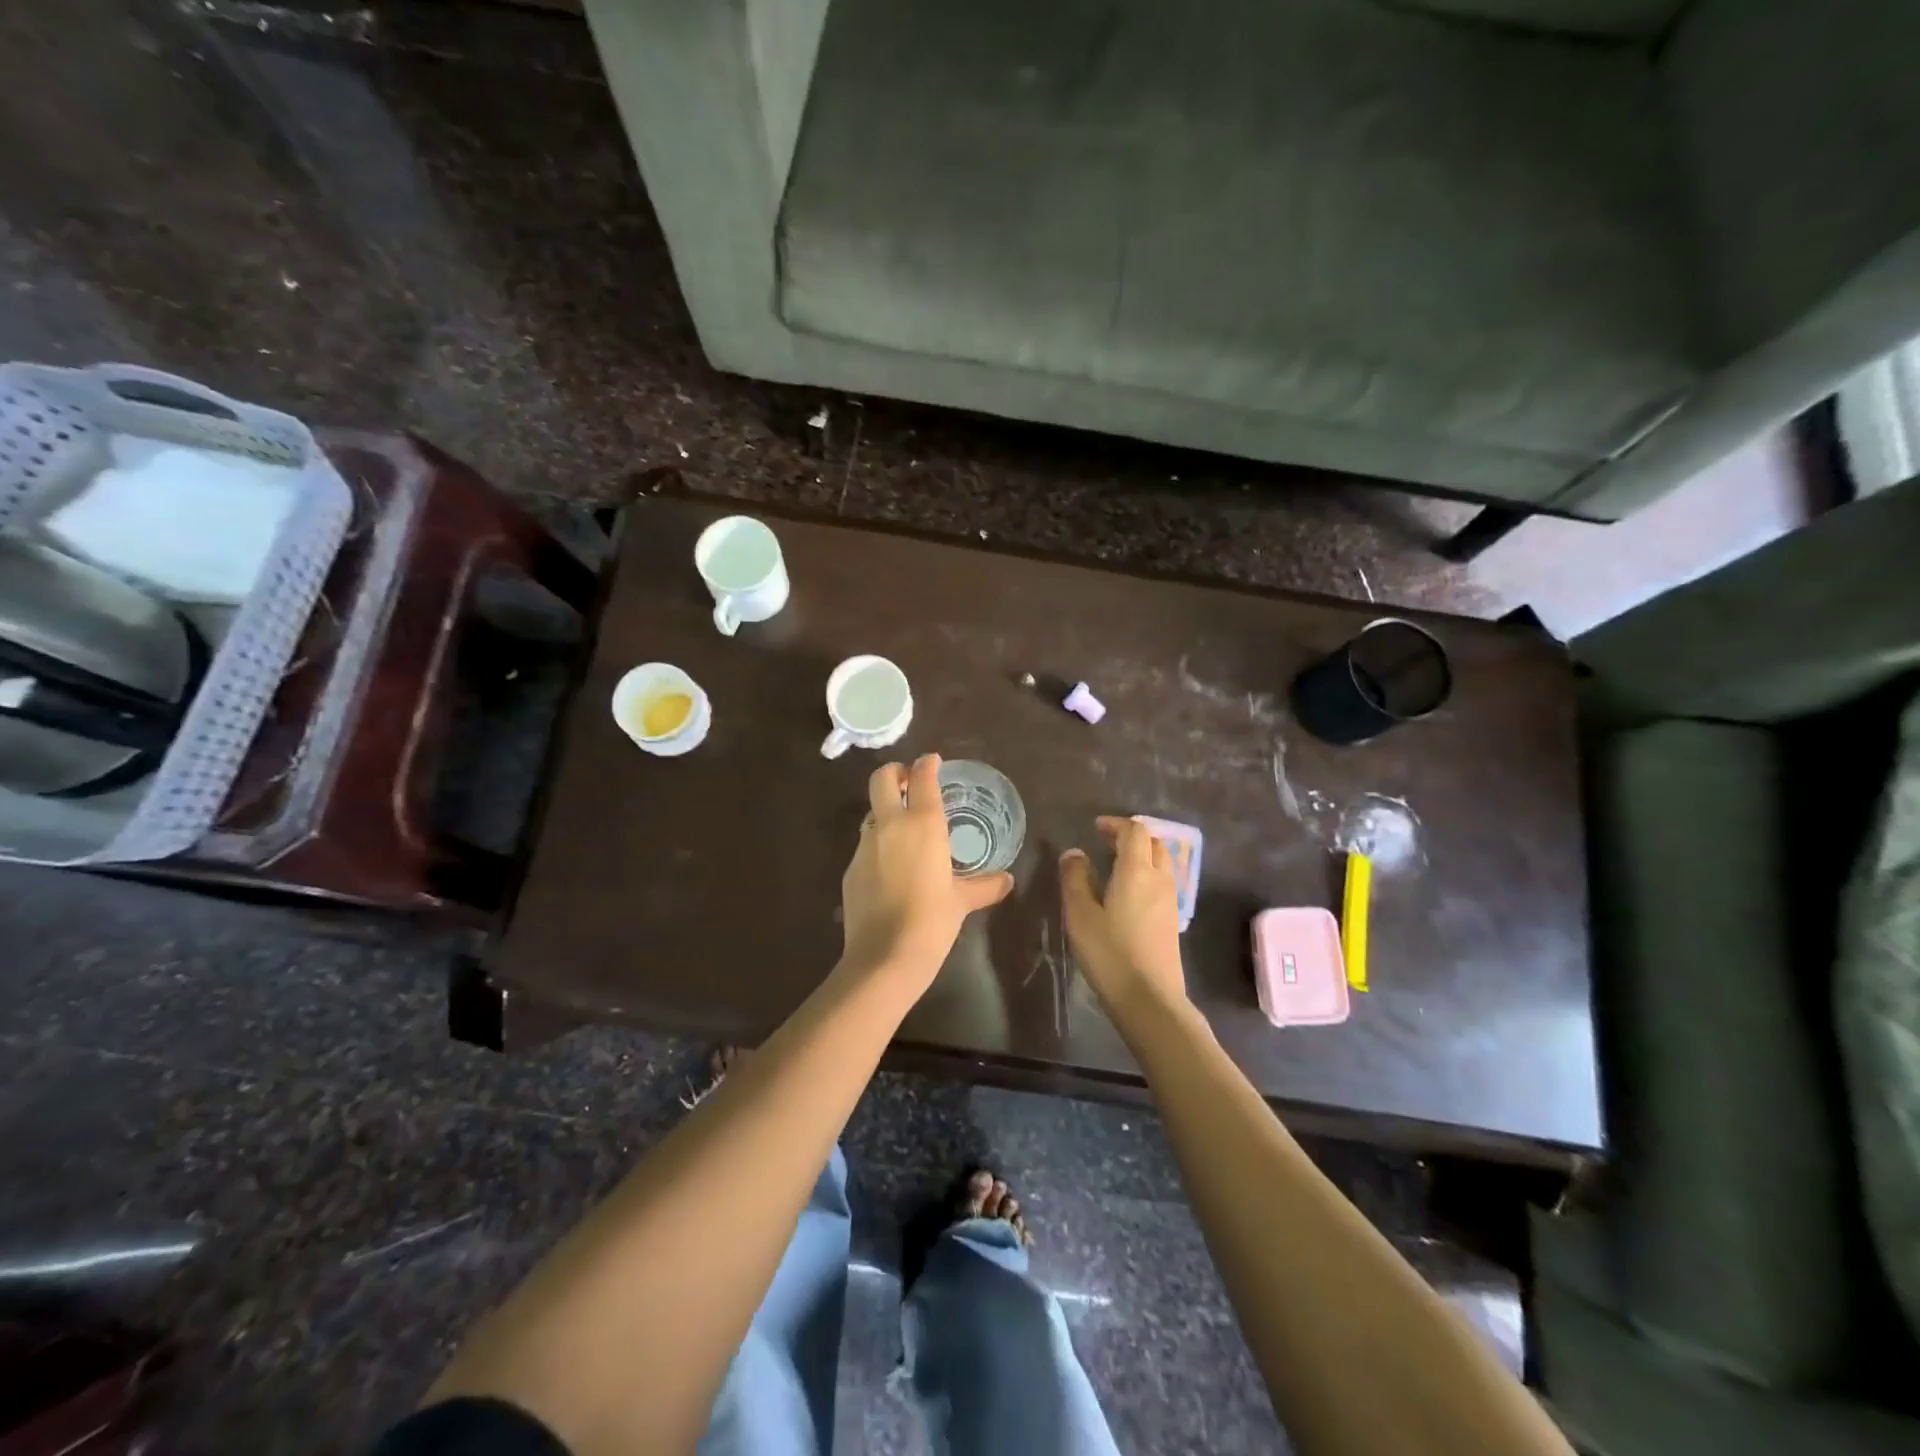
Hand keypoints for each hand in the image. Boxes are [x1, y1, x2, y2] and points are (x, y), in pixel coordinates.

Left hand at [840, 755, 1013, 987]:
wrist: (884, 957)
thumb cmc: (932, 921)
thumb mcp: (962, 901)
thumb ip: (985, 886)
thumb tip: (1007, 881)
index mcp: (922, 824)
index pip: (921, 777)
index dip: (927, 764)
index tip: (933, 762)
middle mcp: (889, 826)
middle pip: (881, 779)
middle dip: (894, 772)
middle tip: (909, 782)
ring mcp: (865, 846)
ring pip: (872, 813)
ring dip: (886, 813)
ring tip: (906, 832)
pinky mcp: (850, 869)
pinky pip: (866, 846)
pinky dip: (879, 846)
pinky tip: (892, 870)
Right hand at [1060, 816, 1186, 1013]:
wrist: (1149, 999)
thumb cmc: (1110, 953)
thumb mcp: (1081, 914)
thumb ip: (1075, 878)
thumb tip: (1074, 853)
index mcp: (1137, 871)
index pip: (1134, 831)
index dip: (1116, 824)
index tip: (1096, 827)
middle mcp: (1159, 879)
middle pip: (1154, 843)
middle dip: (1131, 836)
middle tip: (1106, 842)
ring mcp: (1170, 900)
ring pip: (1162, 863)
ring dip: (1142, 855)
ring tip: (1116, 865)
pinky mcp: (1172, 921)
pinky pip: (1163, 882)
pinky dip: (1147, 874)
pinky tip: (1129, 893)